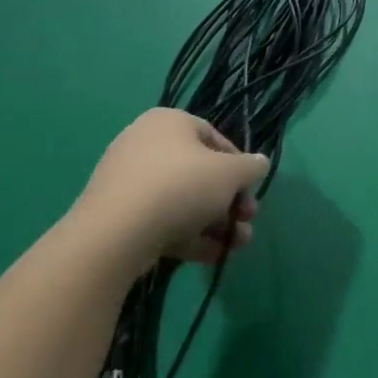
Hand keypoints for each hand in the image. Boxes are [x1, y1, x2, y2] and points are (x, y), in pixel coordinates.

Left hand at [75, 108, 267, 264]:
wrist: (117, 233)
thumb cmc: (182, 186)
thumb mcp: (231, 173)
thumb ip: (251, 167)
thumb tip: (260, 163)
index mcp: (169, 122)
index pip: (214, 137)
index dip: (239, 163)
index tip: (250, 187)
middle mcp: (145, 145)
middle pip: (200, 172)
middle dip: (230, 200)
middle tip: (248, 218)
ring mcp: (129, 182)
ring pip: (183, 200)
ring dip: (216, 223)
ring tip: (237, 244)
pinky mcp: (119, 215)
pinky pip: (162, 220)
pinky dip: (189, 235)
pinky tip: (214, 255)